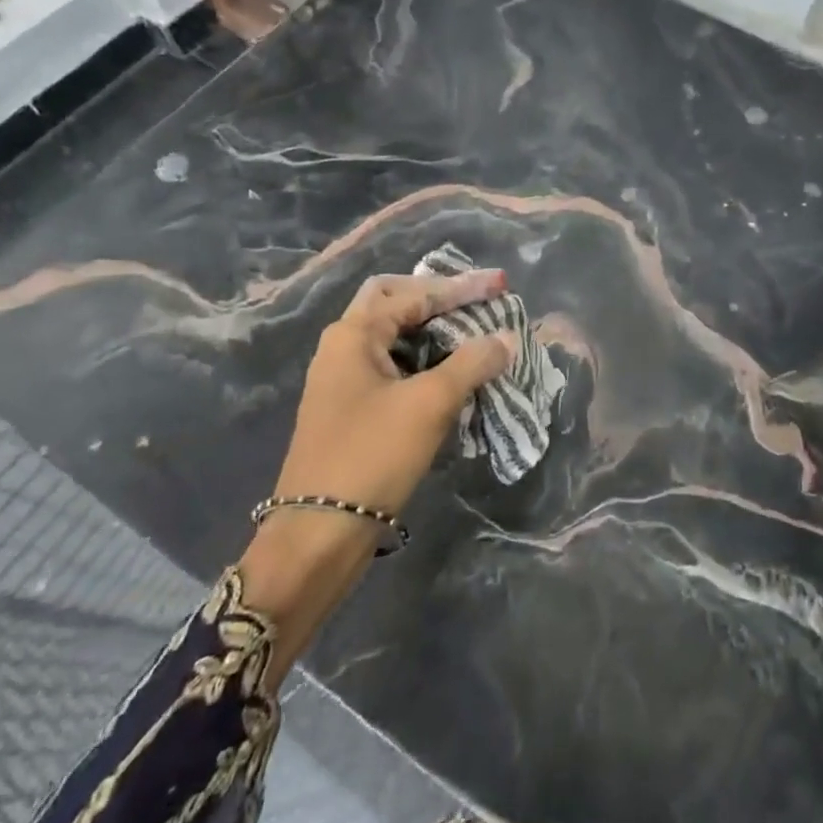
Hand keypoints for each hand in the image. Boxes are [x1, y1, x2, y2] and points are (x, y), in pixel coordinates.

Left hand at [236, 269, 514, 663]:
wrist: (317, 537)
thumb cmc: (372, 457)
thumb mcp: (429, 404)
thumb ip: (471, 363)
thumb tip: (506, 338)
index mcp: (353, 334)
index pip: (415, 294)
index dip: (462, 287)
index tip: (502, 285)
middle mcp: (343, 347)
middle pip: (395, 302)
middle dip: (438, 297)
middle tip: (476, 300)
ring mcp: (344, 379)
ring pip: (394, 336)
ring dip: (433, 330)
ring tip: (472, 332)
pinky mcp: (351, 409)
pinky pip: (393, 366)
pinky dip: (424, 360)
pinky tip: (451, 373)